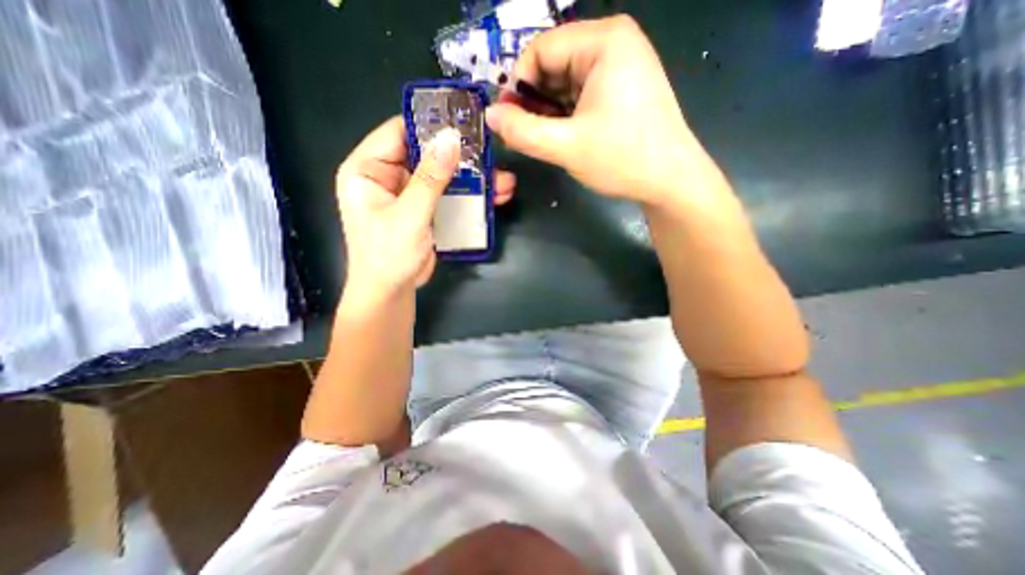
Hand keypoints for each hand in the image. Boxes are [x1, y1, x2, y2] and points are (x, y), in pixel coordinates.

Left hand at [335, 116, 516, 295]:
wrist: (392, 292)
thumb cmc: (388, 255)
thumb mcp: (409, 215)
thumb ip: (430, 178)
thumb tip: (451, 138)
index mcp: (368, 169)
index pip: (399, 132)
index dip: (430, 125)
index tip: (464, 122)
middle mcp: (387, 175)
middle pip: (426, 153)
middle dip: (459, 155)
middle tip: (491, 153)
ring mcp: (409, 193)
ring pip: (442, 175)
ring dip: (471, 177)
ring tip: (502, 179)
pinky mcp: (425, 209)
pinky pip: (449, 194)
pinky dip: (469, 195)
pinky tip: (494, 195)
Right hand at [486, 14, 710, 207]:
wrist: (669, 181)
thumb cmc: (622, 159)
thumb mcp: (566, 146)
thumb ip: (523, 131)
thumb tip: (490, 115)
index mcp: (603, 41)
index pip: (539, 50)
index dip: (517, 86)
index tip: (509, 122)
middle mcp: (613, 43)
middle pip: (553, 65)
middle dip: (534, 102)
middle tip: (525, 136)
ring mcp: (620, 65)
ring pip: (565, 83)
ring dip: (548, 112)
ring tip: (544, 141)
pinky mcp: (621, 88)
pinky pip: (581, 94)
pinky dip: (565, 115)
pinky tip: (563, 137)